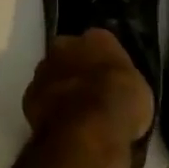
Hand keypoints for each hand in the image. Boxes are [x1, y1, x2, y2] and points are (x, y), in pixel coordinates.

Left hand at [23, 29, 152, 146]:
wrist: (86, 129)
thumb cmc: (120, 104)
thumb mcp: (139, 91)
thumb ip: (122, 81)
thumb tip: (117, 88)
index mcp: (98, 38)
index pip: (100, 43)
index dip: (104, 62)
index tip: (109, 79)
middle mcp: (65, 45)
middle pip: (70, 54)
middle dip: (77, 69)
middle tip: (90, 93)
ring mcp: (44, 69)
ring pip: (52, 75)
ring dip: (60, 88)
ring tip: (74, 114)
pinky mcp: (29, 96)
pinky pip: (41, 98)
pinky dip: (49, 108)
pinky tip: (61, 125)